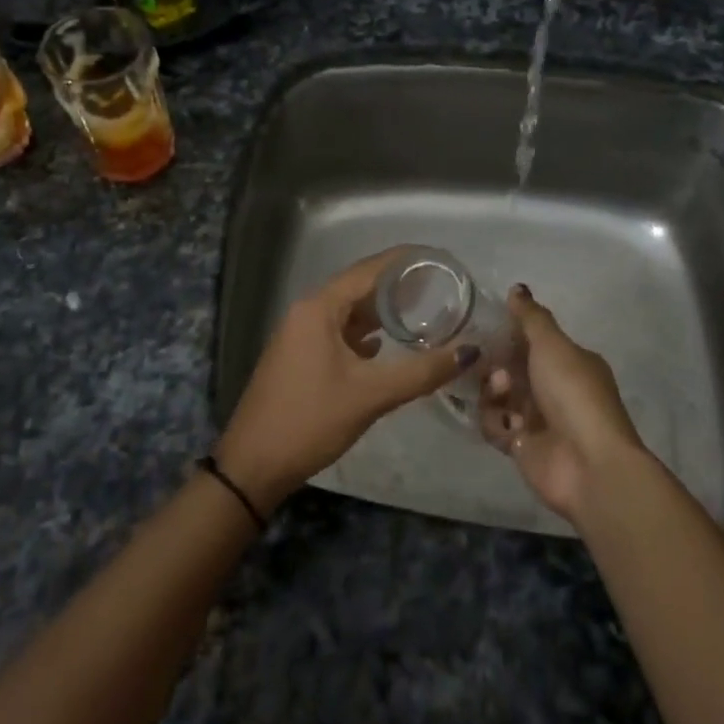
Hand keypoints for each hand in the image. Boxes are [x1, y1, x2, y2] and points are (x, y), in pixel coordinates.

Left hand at [215, 249, 475, 515]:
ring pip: (348, 311)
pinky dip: (364, 333)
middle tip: (438, 287)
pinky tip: (386, 344)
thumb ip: (422, 372)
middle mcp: (307, 311)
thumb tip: (470, 351)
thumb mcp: (371, 395)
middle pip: (359, 287)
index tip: (440, 258)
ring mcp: (300, 334)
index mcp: (319, 308)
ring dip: (381, 311)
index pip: (369, 270)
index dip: (405, 261)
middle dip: (397, 286)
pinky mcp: (299, 356)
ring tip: (421, 311)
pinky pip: (338, 332)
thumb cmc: (311, 420)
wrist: (253, 465)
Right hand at [478, 286, 644, 521]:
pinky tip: (507, 425)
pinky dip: (496, 422)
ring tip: (502, 395)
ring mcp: (538, 419)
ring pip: (498, 396)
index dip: (508, 334)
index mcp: (569, 362)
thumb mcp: (552, 345)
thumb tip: (517, 288)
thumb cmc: (573, 394)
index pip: (532, 340)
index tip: (484, 327)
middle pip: (510, 368)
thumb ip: (531, 317)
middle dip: (495, 364)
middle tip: (489, 365)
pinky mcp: (521, 446)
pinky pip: (495, 425)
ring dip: (494, 393)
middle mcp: (554, 388)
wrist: (588, 464)